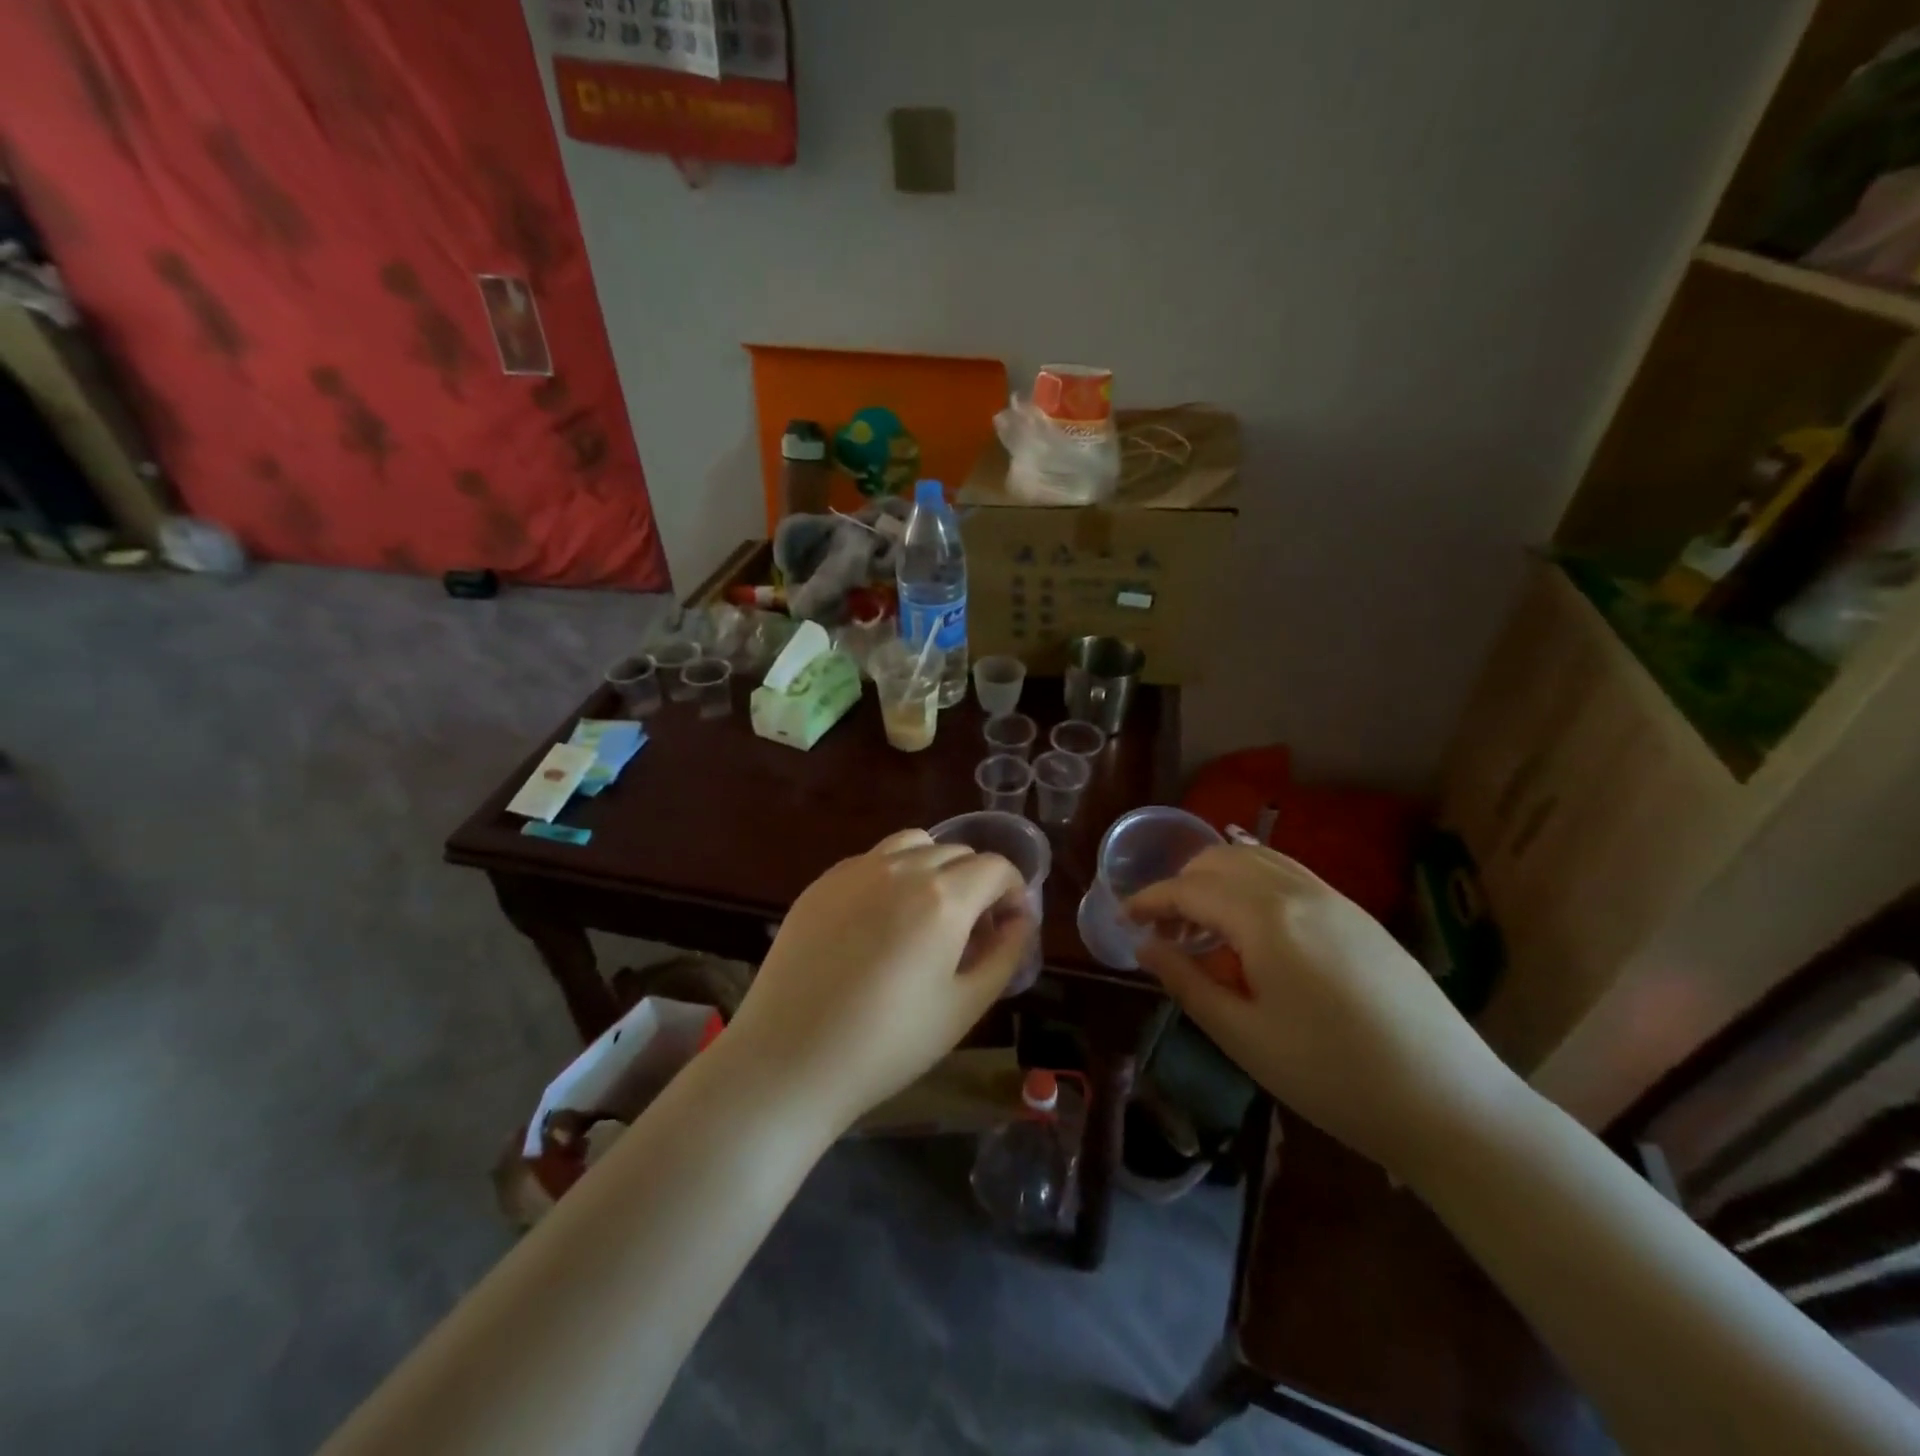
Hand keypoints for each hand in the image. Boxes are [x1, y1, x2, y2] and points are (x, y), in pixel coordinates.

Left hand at [722, 829, 1030, 1133]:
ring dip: (935, 867)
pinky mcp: (822, 882)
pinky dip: (893, 873)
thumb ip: (1004, 954)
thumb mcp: (965, 1007)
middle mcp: (901, 868)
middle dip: (977, 882)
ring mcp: (856, 870)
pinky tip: (880, 920)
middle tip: (971, 930)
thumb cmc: (888, 1043)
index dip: (1014, 891)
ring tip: (927, 912)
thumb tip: (1021, 920)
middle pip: (957, 852)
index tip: (1008, 925)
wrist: (790, 1059)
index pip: (996, 867)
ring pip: (914, 844)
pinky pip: (872, 859)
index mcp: (943, 897)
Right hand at [1128, 844, 1519, 1177]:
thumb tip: (1145, 947)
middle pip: (1221, 859)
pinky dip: (1254, 883)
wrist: (1450, 1103)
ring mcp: (1335, 898)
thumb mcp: (1244, 1037)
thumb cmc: (1333, 1077)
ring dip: (1218, 879)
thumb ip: (1187, 982)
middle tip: (1164, 931)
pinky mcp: (1358, 914)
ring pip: (1258, 858)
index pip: (1189, 889)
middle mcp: (1299, 891)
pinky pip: (1290, 875)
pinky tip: (1253, 928)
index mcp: (1266, 918)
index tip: (1124, 919)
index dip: (1149, 900)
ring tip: (1204, 926)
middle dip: (1181, 885)